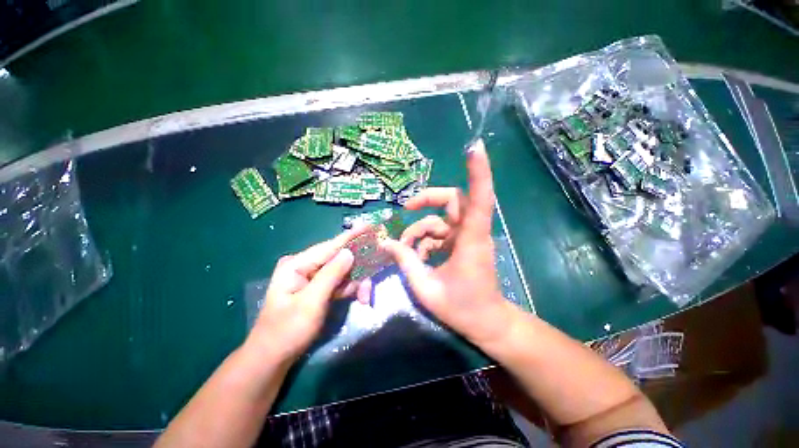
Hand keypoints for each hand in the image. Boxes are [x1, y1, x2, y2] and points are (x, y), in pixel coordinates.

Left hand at [248, 228, 363, 362]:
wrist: (273, 357)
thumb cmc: (288, 330)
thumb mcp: (311, 302)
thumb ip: (331, 275)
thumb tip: (349, 252)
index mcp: (297, 264)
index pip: (330, 246)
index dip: (351, 236)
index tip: (368, 226)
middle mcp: (305, 265)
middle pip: (339, 259)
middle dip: (356, 271)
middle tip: (368, 288)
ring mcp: (311, 276)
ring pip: (342, 271)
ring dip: (355, 282)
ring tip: (363, 297)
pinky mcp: (317, 286)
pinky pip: (339, 281)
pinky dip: (349, 288)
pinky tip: (357, 297)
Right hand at [382, 140, 514, 345]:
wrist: (486, 323)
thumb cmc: (461, 308)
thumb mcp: (426, 287)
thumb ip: (406, 262)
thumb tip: (386, 243)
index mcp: (471, 240)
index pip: (478, 199)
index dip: (479, 172)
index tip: (474, 148)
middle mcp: (472, 232)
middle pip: (452, 200)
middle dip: (426, 201)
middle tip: (406, 209)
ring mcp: (468, 237)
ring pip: (440, 220)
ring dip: (420, 231)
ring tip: (405, 250)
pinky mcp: (463, 243)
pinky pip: (440, 232)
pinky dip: (425, 240)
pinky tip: (416, 256)